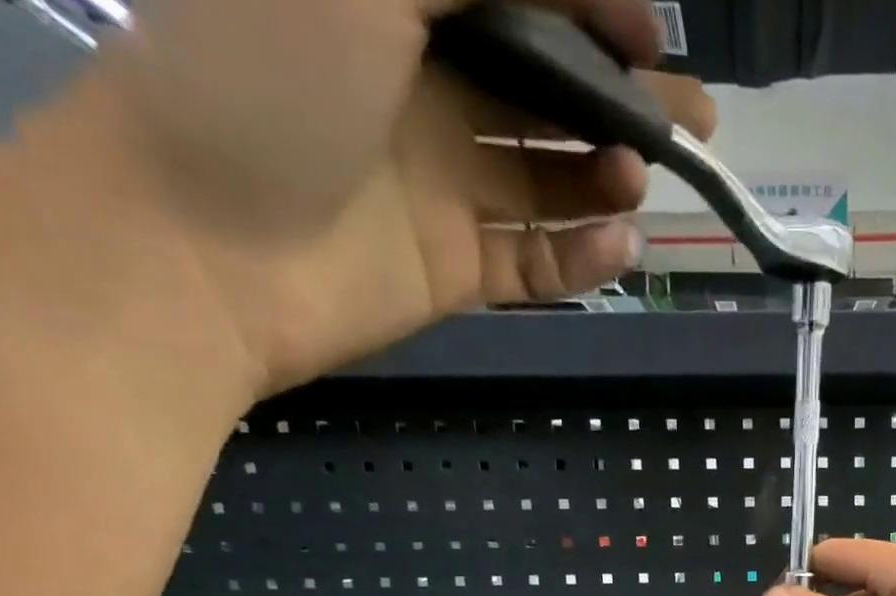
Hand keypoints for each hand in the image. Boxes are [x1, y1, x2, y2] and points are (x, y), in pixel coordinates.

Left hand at [71, 0, 713, 392]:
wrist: (203, 249)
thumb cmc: (262, 78)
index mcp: (394, 1)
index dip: (590, 7)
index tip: (652, 35)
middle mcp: (423, 87)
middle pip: (546, 92)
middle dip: (621, 103)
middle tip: (692, 125)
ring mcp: (442, 186)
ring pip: (552, 182)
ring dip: (606, 180)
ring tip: (638, 182)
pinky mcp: (456, 268)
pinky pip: (538, 262)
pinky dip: (583, 257)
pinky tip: (619, 246)